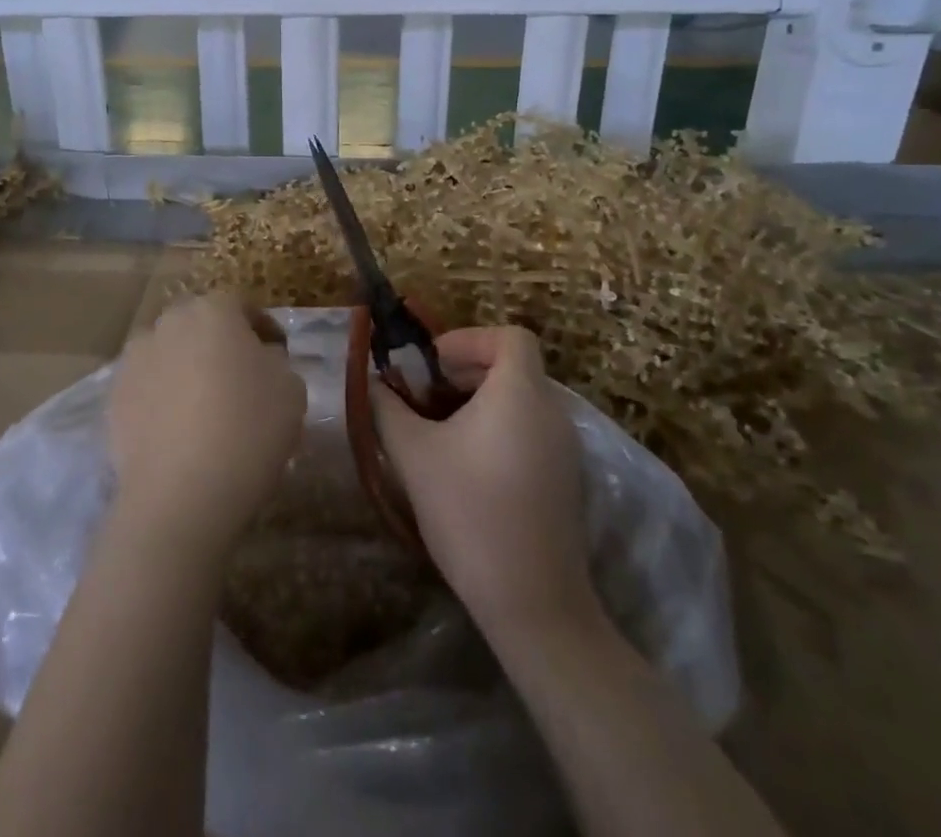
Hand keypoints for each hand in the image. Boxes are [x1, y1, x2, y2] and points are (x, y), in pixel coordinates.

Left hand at [108, 293, 304, 551]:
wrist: (180, 494)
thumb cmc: (247, 430)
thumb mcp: (291, 389)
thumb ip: (277, 361)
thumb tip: (260, 358)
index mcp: (213, 310)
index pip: (243, 305)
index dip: (263, 328)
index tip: (278, 354)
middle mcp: (168, 322)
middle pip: (200, 324)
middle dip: (220, 343)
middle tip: (241, 378)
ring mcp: (135, 359)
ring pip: (170, 353)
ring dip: (187, 367)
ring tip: (204, 406)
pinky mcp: (113, 397)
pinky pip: (147, 386)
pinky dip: (162, 397)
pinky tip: (177, 430)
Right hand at [374, 327, 594, 636]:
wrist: (533, 603)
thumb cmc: (469, 512)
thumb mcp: (413, 454)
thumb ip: (388, 408)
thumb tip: (373, 384)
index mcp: (521, 392)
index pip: (509, 336)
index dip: (469, 339)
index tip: (433, 366)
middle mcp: (553, 412)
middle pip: (513, 367)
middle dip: (465, 373)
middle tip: (426, 399)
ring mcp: (566, 449)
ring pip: (522, 401)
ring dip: (480, 403)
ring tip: (440, 434)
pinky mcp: (567, 481)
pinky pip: (532, 431)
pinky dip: (500, 430)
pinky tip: (469, 469)